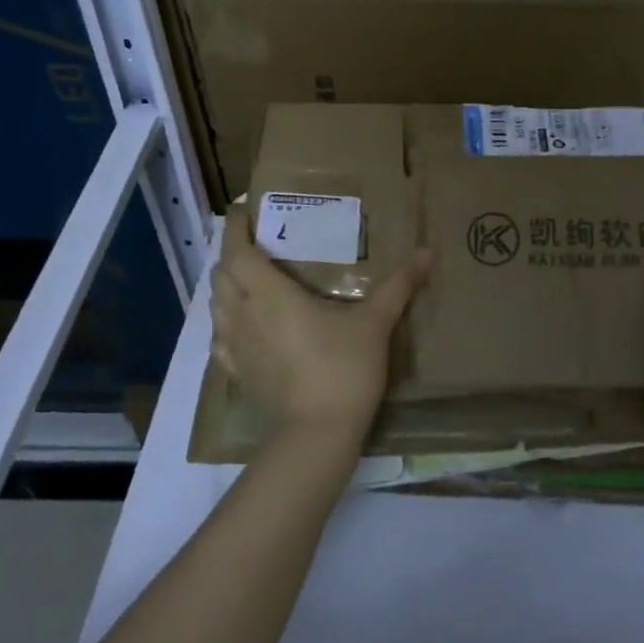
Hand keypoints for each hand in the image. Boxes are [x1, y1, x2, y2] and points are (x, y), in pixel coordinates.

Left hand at [210, 210, 432, 448]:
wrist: (319, 431)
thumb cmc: (344, 367)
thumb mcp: (376, 322)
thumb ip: (399, 285)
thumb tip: (428, 252)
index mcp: (270, 294)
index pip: (237, 250)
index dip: (234, 227)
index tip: (243, 211)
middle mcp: (244, 314)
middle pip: (221, 274)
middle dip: (231, 254)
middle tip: (255, 245)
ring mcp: (236, 346)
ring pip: (215, 305)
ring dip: (226, 286)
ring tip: (249, 280)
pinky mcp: (237, 372)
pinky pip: (219, 338)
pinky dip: (224, 322)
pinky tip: (242, 325)